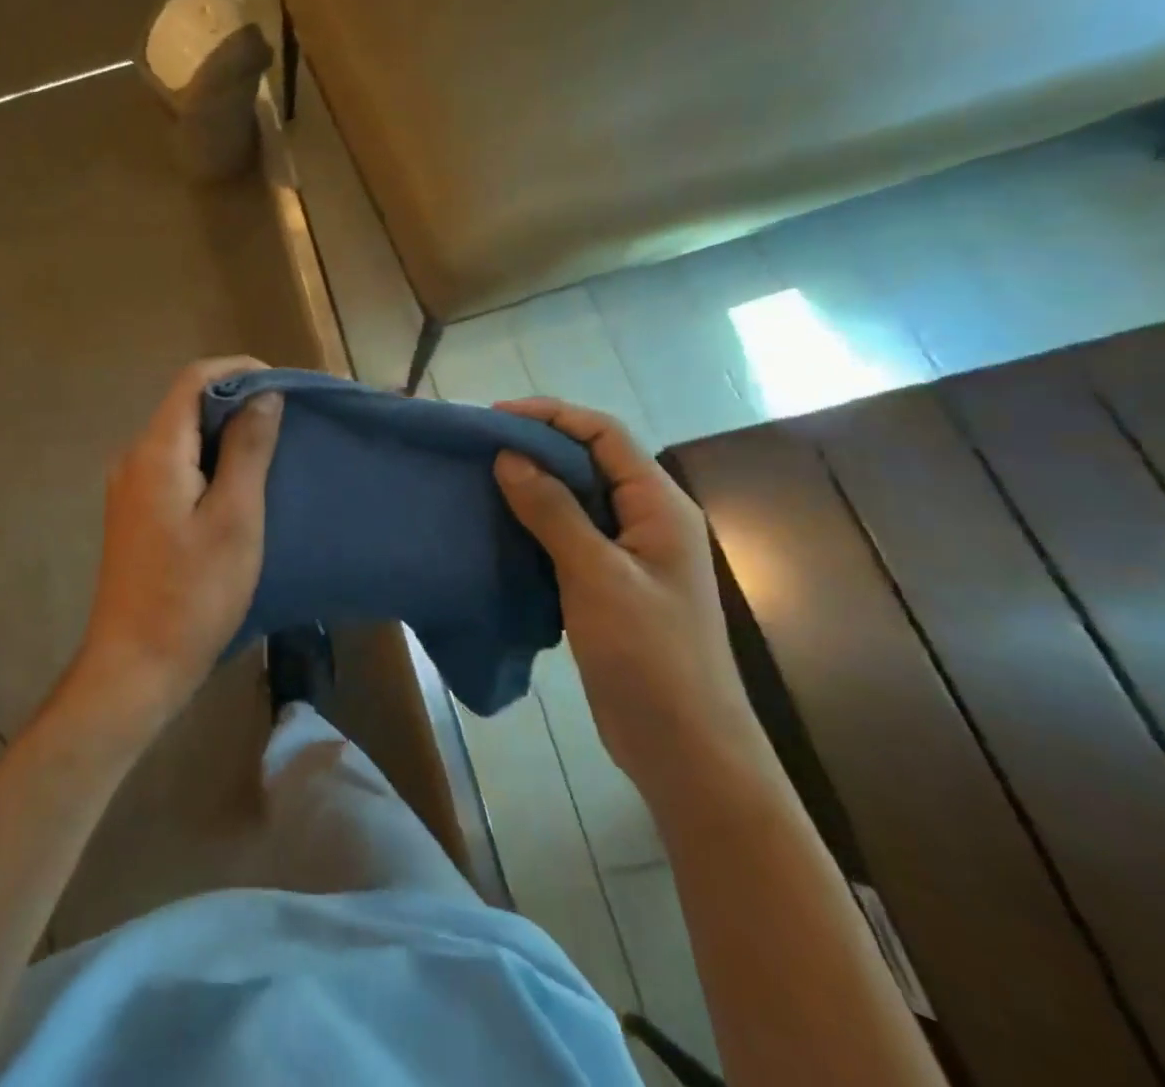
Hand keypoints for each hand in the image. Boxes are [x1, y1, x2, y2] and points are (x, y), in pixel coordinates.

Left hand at [77, 357, 283, 727]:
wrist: (135, 664)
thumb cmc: (193, 594)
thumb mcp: (235, 518)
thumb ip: (248, 449)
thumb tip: (263, 394)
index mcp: (156, 451)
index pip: (193, 380)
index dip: (238, 370)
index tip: (282, 385)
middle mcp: (133, 457)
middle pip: (185, 405)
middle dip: (236, 401)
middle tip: (286, 420)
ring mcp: (128, 485)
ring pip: (181, 436)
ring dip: (224, 433)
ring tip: (270, 450)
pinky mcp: (134, 511)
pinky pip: (173, 465)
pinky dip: (207, 460)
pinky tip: (237, 484)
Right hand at [491, 399, 769, 811]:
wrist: (685, 747)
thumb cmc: (649, 655)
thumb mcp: (596, 575)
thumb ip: (553, 511)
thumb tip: (508, 456)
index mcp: (659, 505)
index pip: (605, 435)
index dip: (552, 416)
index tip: (495, 419)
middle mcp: (646, 519)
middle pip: (589, 461)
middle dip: (536, 446)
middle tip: (479, 448)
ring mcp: (628, 553)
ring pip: (575, 498)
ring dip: (531, 484)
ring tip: (480, 480)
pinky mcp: (608, 583)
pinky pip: (567, 534)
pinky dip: (533, 522)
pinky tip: (498, 526)